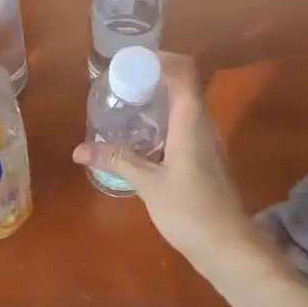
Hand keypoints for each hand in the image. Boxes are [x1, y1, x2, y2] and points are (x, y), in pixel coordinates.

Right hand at [70, 53, 263, 270]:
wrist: (228, 247)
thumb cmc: (190, 211)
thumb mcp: (148, 184)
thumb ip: (117, 161)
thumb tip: (79, 150)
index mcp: (192, 122)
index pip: (184, 72)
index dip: (161, 59)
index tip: (131, 61)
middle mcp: (204, 125)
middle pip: (184, 85)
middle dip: (153, 77)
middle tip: (120, 83)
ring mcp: (209, 142)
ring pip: (185, 106)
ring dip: (159, 99)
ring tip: (127, 105)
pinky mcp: (207, 158)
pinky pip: (186, 126)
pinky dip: (165, 121)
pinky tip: (143, 137)